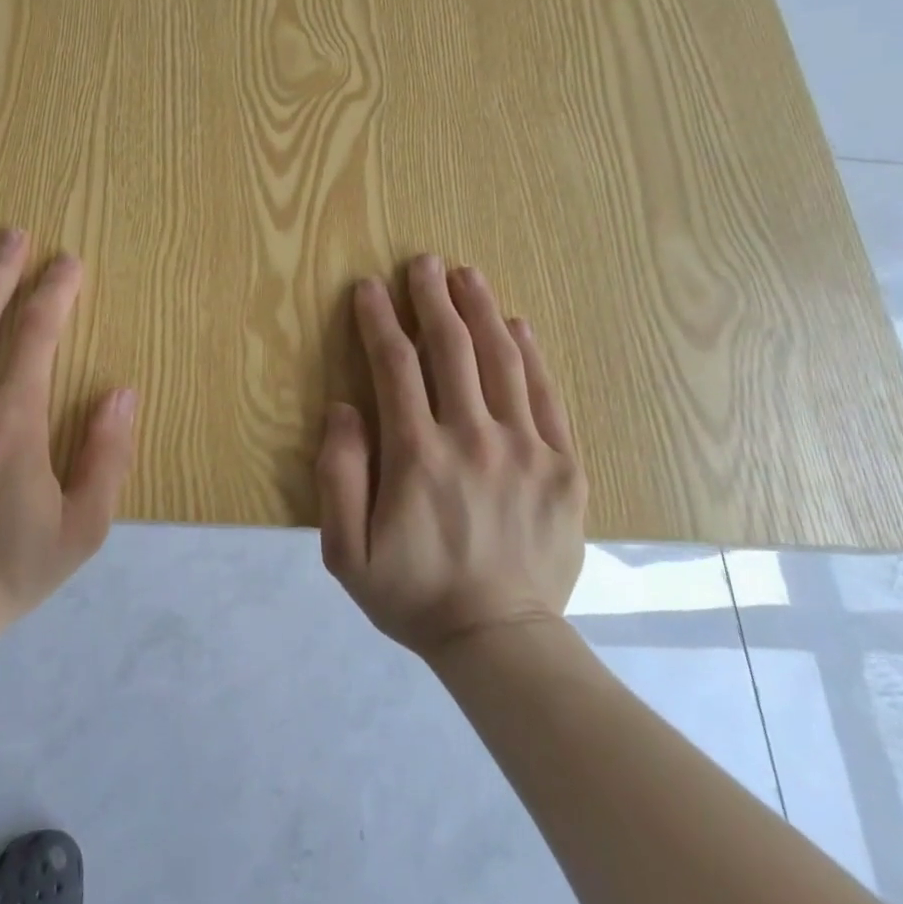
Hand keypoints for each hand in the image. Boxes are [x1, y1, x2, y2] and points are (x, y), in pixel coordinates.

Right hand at [316, 255, 587, 658]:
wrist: (500, 641)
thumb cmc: (412, 594)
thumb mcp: (346, 551)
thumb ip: (338, 475)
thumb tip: (343, 408)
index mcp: (417, 455)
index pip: (394, 365)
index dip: (378, 319)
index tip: (368, 287)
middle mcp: (472, 438)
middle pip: (450, 349)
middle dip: (432, 298)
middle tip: (423, 262)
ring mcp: (525, 449)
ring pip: (501, 360)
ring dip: (480, 311)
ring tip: (466, 275)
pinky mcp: (564, 466)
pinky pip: (546, 396)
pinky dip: (530, 354)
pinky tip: (517, 325)